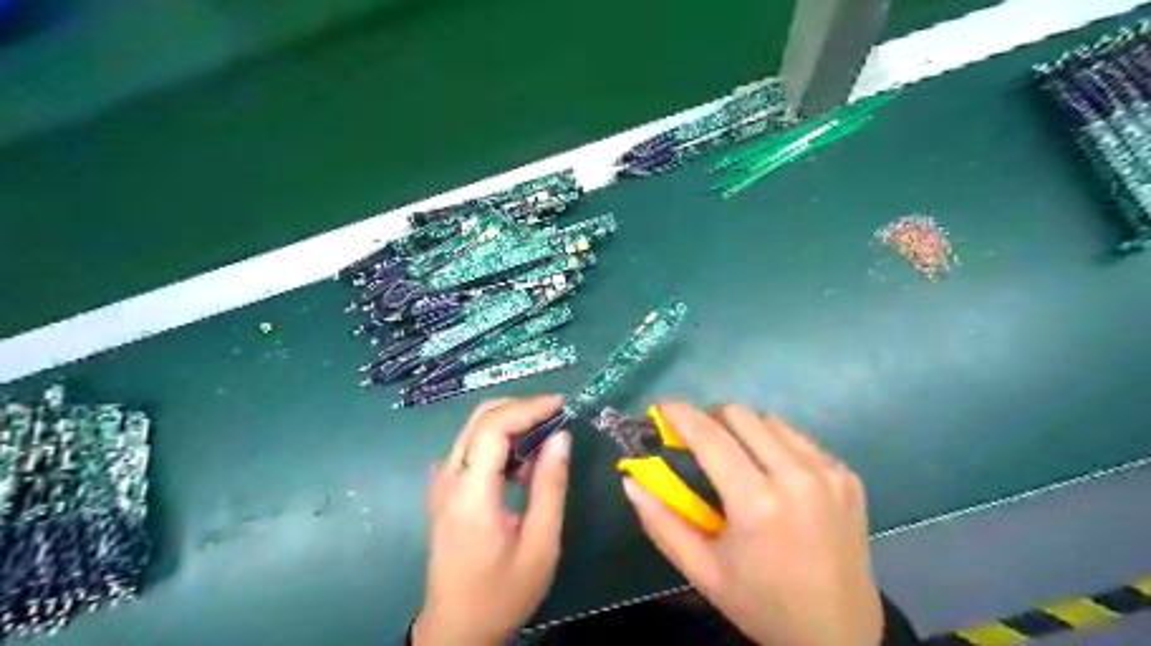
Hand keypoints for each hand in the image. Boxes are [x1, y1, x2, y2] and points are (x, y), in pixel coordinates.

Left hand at [418, 396, 572, 642]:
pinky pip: (472, 447)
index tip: (561, 405)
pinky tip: (522, 462)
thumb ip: (550, 486)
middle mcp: (449, 478)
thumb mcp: (540, 544)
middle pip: (480, 418)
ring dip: (511, 423)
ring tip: (545, 439)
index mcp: (471, 492)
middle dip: (520, 407)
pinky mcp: (445, 489)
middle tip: (556, 416)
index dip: (528, 408)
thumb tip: (561, 436)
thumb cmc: (503, 591)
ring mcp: (442, 482)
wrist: (457, 627)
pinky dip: (500, 440)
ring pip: (474, 428)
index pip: (493, 427)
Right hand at [625, 401, 877, 645]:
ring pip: (770, 420)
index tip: (662, 407)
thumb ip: (660, 522)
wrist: (840, 633)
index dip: (680, 414)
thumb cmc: (761, 603)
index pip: (709, 436)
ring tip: (736, 457)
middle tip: (697, 440)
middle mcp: (796, 476)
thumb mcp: (702, 571)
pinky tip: (771, 472)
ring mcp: (828, 472)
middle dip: (710, 418)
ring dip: (743, 429)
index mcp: (757, 503)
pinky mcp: (847, 474)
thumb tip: (630, 480)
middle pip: (740, 414)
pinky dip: (774, 442)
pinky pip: (798, 438)